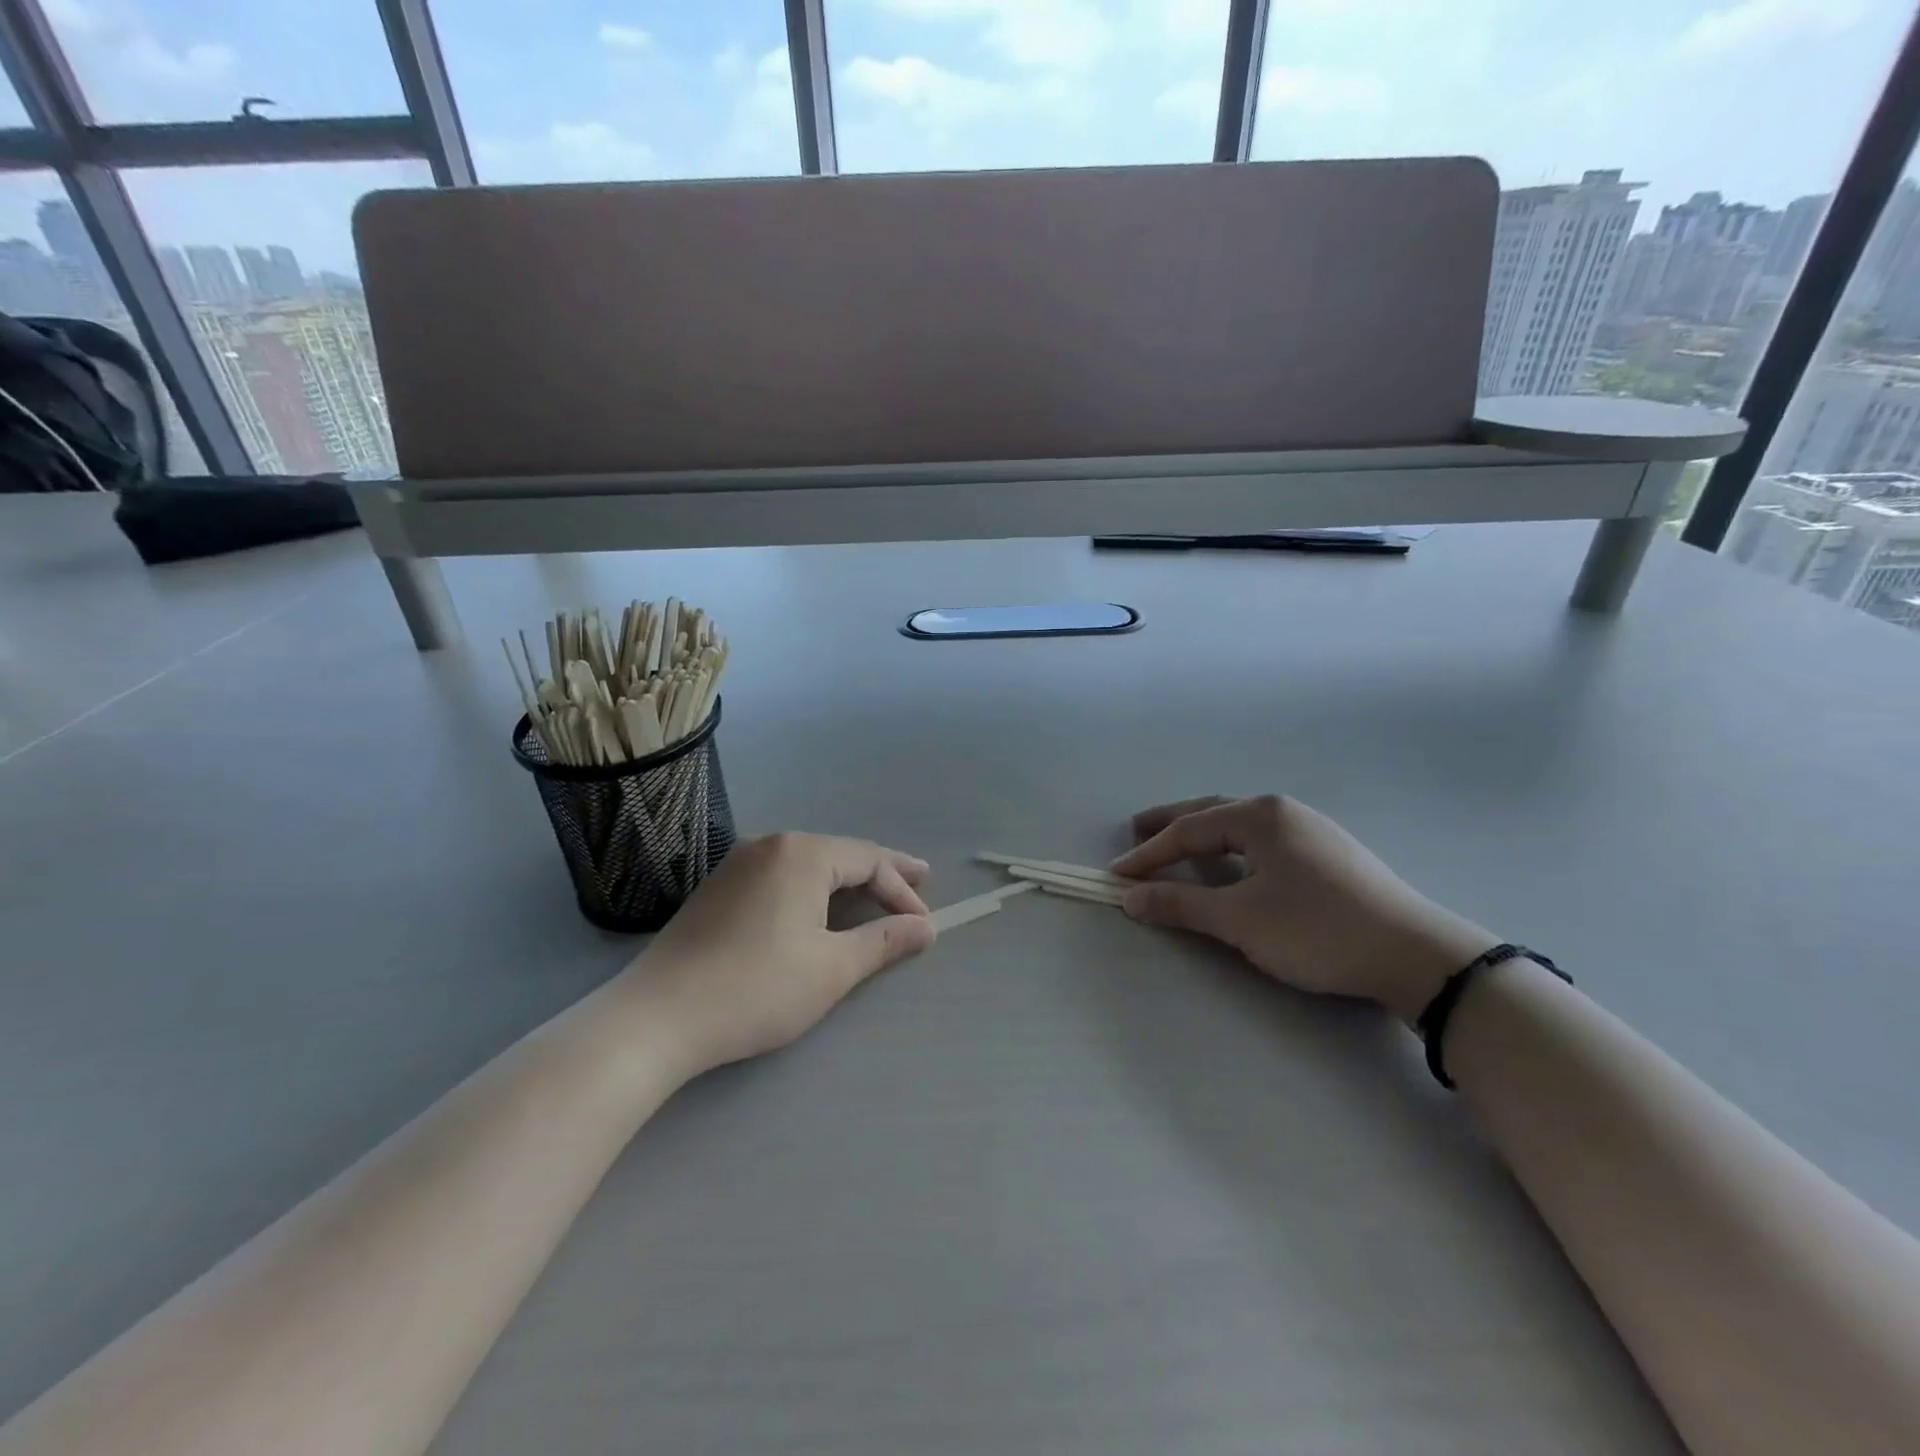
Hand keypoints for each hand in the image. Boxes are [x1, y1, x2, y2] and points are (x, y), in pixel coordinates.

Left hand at [636, 833, 935, 1074]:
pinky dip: (812, 887)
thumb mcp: (831, 968)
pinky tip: (819, 905)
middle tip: (919, 881)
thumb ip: (883, 941)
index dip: (902, 889)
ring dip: (846, 879)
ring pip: (809, 862)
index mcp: (802, 854)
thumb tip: (924, 928)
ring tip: (875, 893)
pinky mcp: (718, 887)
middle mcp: (771, 844)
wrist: (658, 1017)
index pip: (869, 860)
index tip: (923, 924)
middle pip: (839, 853)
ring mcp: (739, 863)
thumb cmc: (756, 988)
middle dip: (881, 872)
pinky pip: (781, 875)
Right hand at [1112, 795, 1498, 1019]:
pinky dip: (1233, 848)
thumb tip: (1131, 897)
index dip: (1149, 854)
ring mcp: (1311, 830)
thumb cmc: (1316, 929)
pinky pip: (1264, 841)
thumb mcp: (1240, 919)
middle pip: (1213, 812)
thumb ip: (1181, 905)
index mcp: (1260, 816)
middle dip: (1172, 824)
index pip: (1189, 829)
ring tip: (1178, 846)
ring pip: (1241, 826)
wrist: (1414, 955)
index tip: (1118, 875)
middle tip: (1137, 831)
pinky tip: (1234, 864)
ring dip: (1204, 834)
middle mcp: (1283, 811)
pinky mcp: (1329, 854)